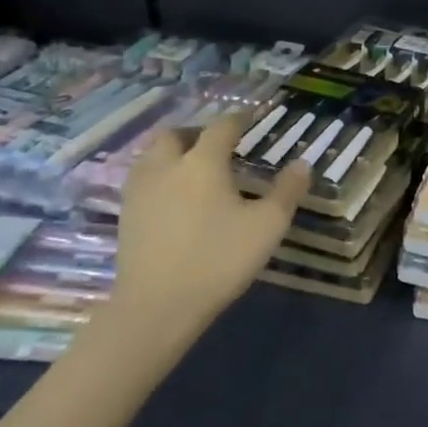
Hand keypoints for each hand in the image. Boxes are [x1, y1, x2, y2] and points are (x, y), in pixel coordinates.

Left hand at [103, 112, 310, 345]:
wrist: (157, 307)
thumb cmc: (218, 259)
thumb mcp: (268, 226)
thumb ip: (287, 191)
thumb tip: (302, 164)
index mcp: (203, 163)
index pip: (221, 127)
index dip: (238, 119)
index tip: (250, 119)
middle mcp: (166, 167)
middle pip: (175, 135)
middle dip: (197, 132)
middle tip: (217, 143)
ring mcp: (140, 192)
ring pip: (152, 155)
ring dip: (173, 152)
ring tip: (194, 167)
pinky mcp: (126, 217)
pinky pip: (143, 180)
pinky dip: (160, 175)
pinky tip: (174, 196)